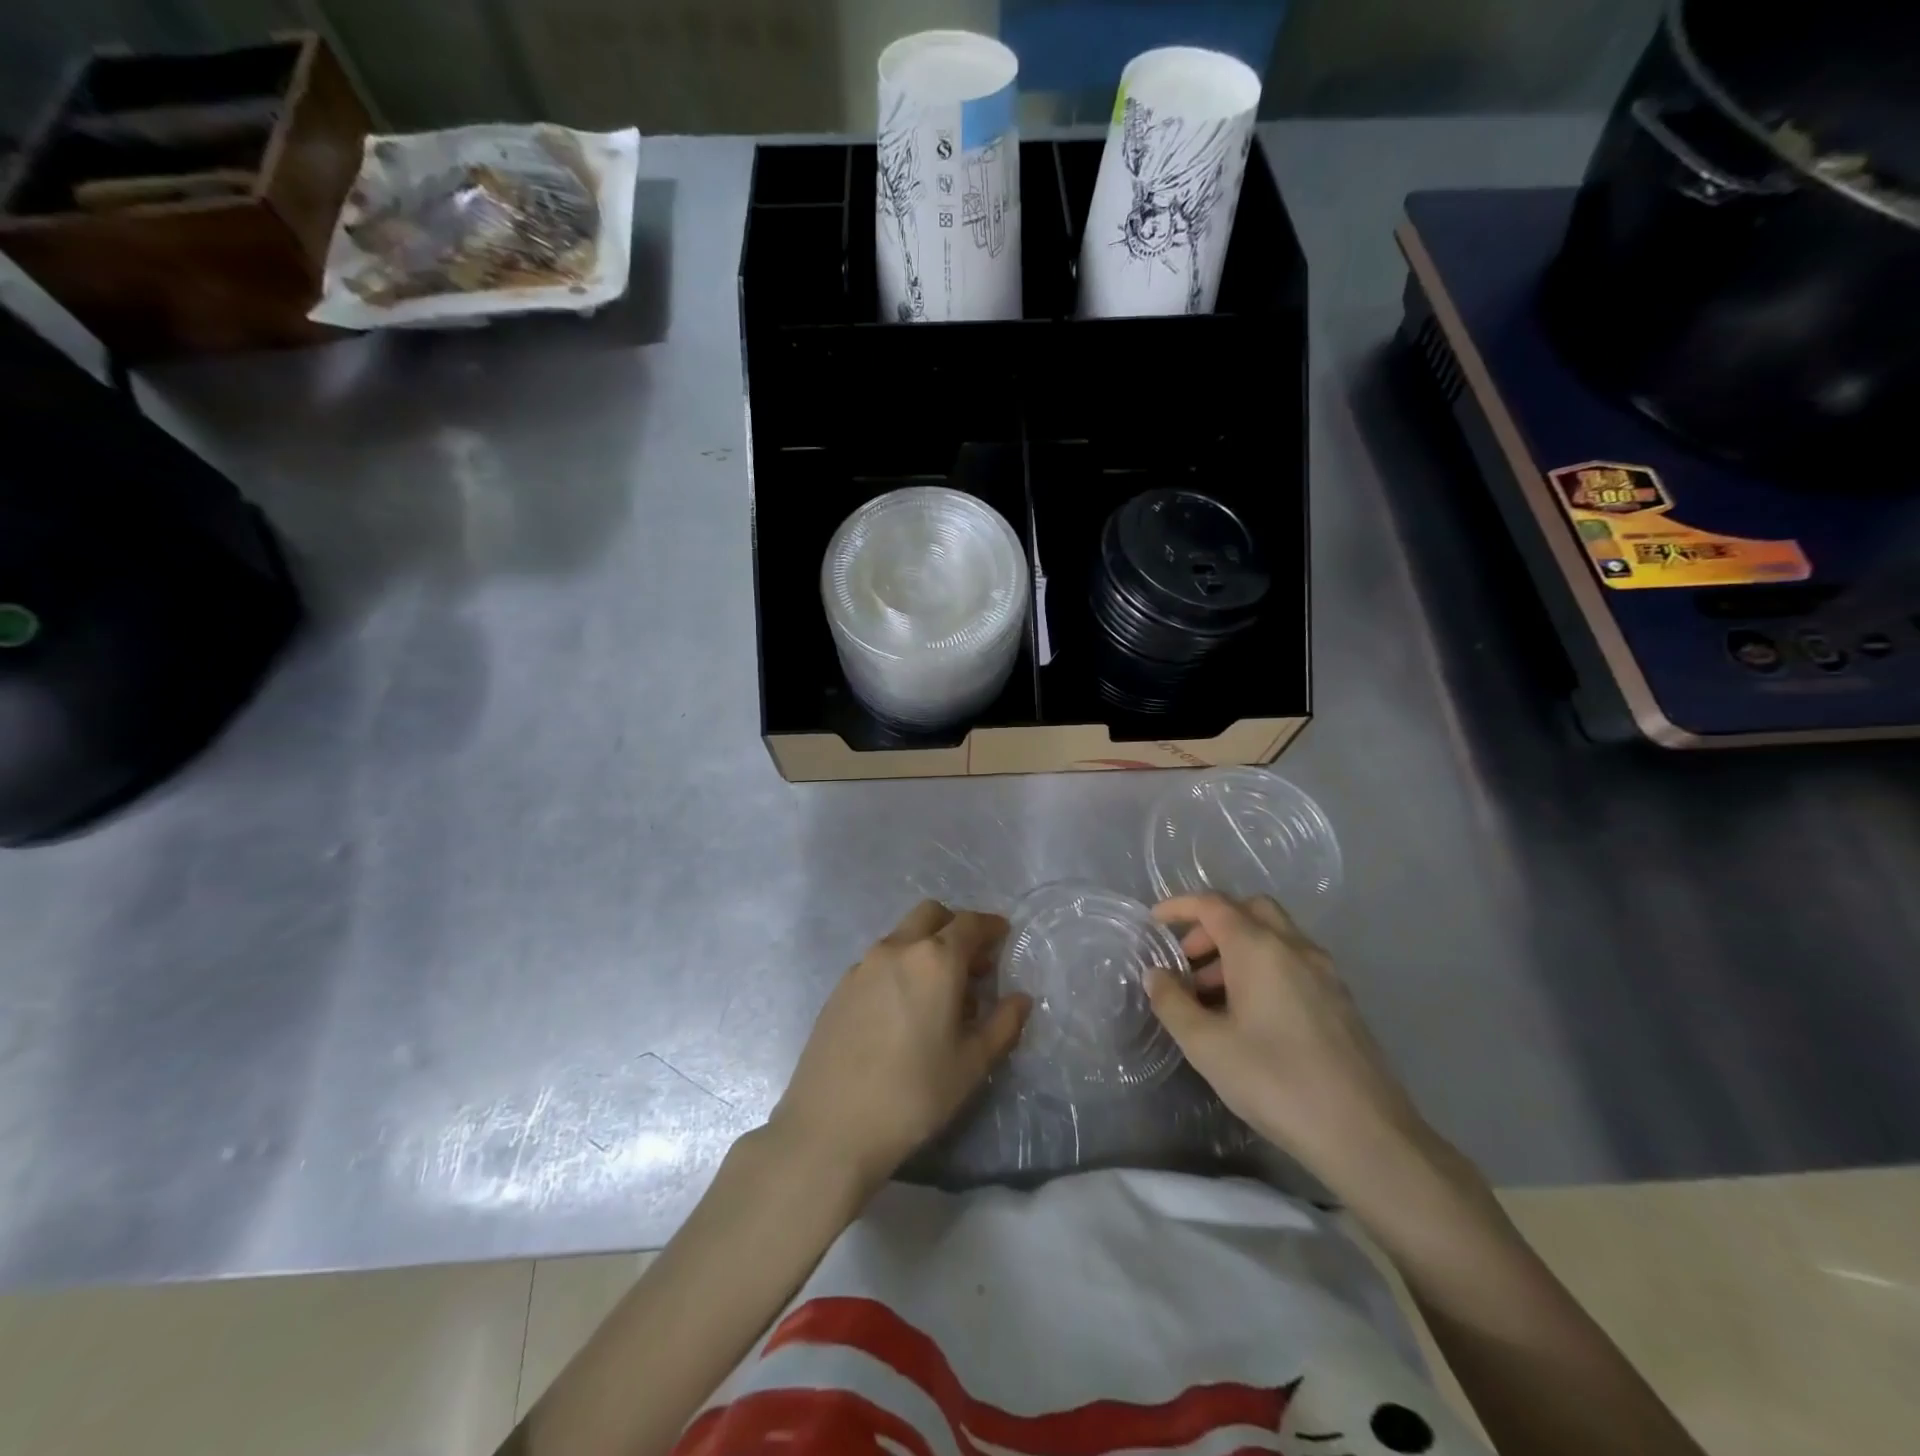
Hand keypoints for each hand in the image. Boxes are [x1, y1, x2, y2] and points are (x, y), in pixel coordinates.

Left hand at [770, 900, 1030, 1196]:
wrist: (831, 1126)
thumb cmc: (914, 1093)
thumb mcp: (971, 1064)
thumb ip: (1002, 1025)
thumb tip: (1020, 999)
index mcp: (935, 960)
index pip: (969, 924)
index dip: (989, 926)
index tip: (1002, 934)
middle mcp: (897, 949)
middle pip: (930, 915)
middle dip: (954, 926)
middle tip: (971, 961)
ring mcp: (863, 965)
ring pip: (902, 936)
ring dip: (925, 946)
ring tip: (938, 992)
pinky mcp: (839, 987)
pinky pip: (879, 961)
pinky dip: (899, 966)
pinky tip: (902, 1009)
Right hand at [1145, 893, 1435, 1193]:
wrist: (1366, 1135)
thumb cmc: (1275, 1081)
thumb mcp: (1207, 1046)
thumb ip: (1173, 1003)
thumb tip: (1156, 975)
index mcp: (1260, 948)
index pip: (1213, 905)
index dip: (1179, 907)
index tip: (1153, 923)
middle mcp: (1295, 947)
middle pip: (1249, 910)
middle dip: (1212, 926)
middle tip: (1188, 961)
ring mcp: (1324, 973)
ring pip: (1274, 936)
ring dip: (1237, 949)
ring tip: (1211, 996)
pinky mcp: (1341, 1000)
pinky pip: (1293, 962)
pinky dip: (1263, 968)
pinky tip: (1250, 1015)